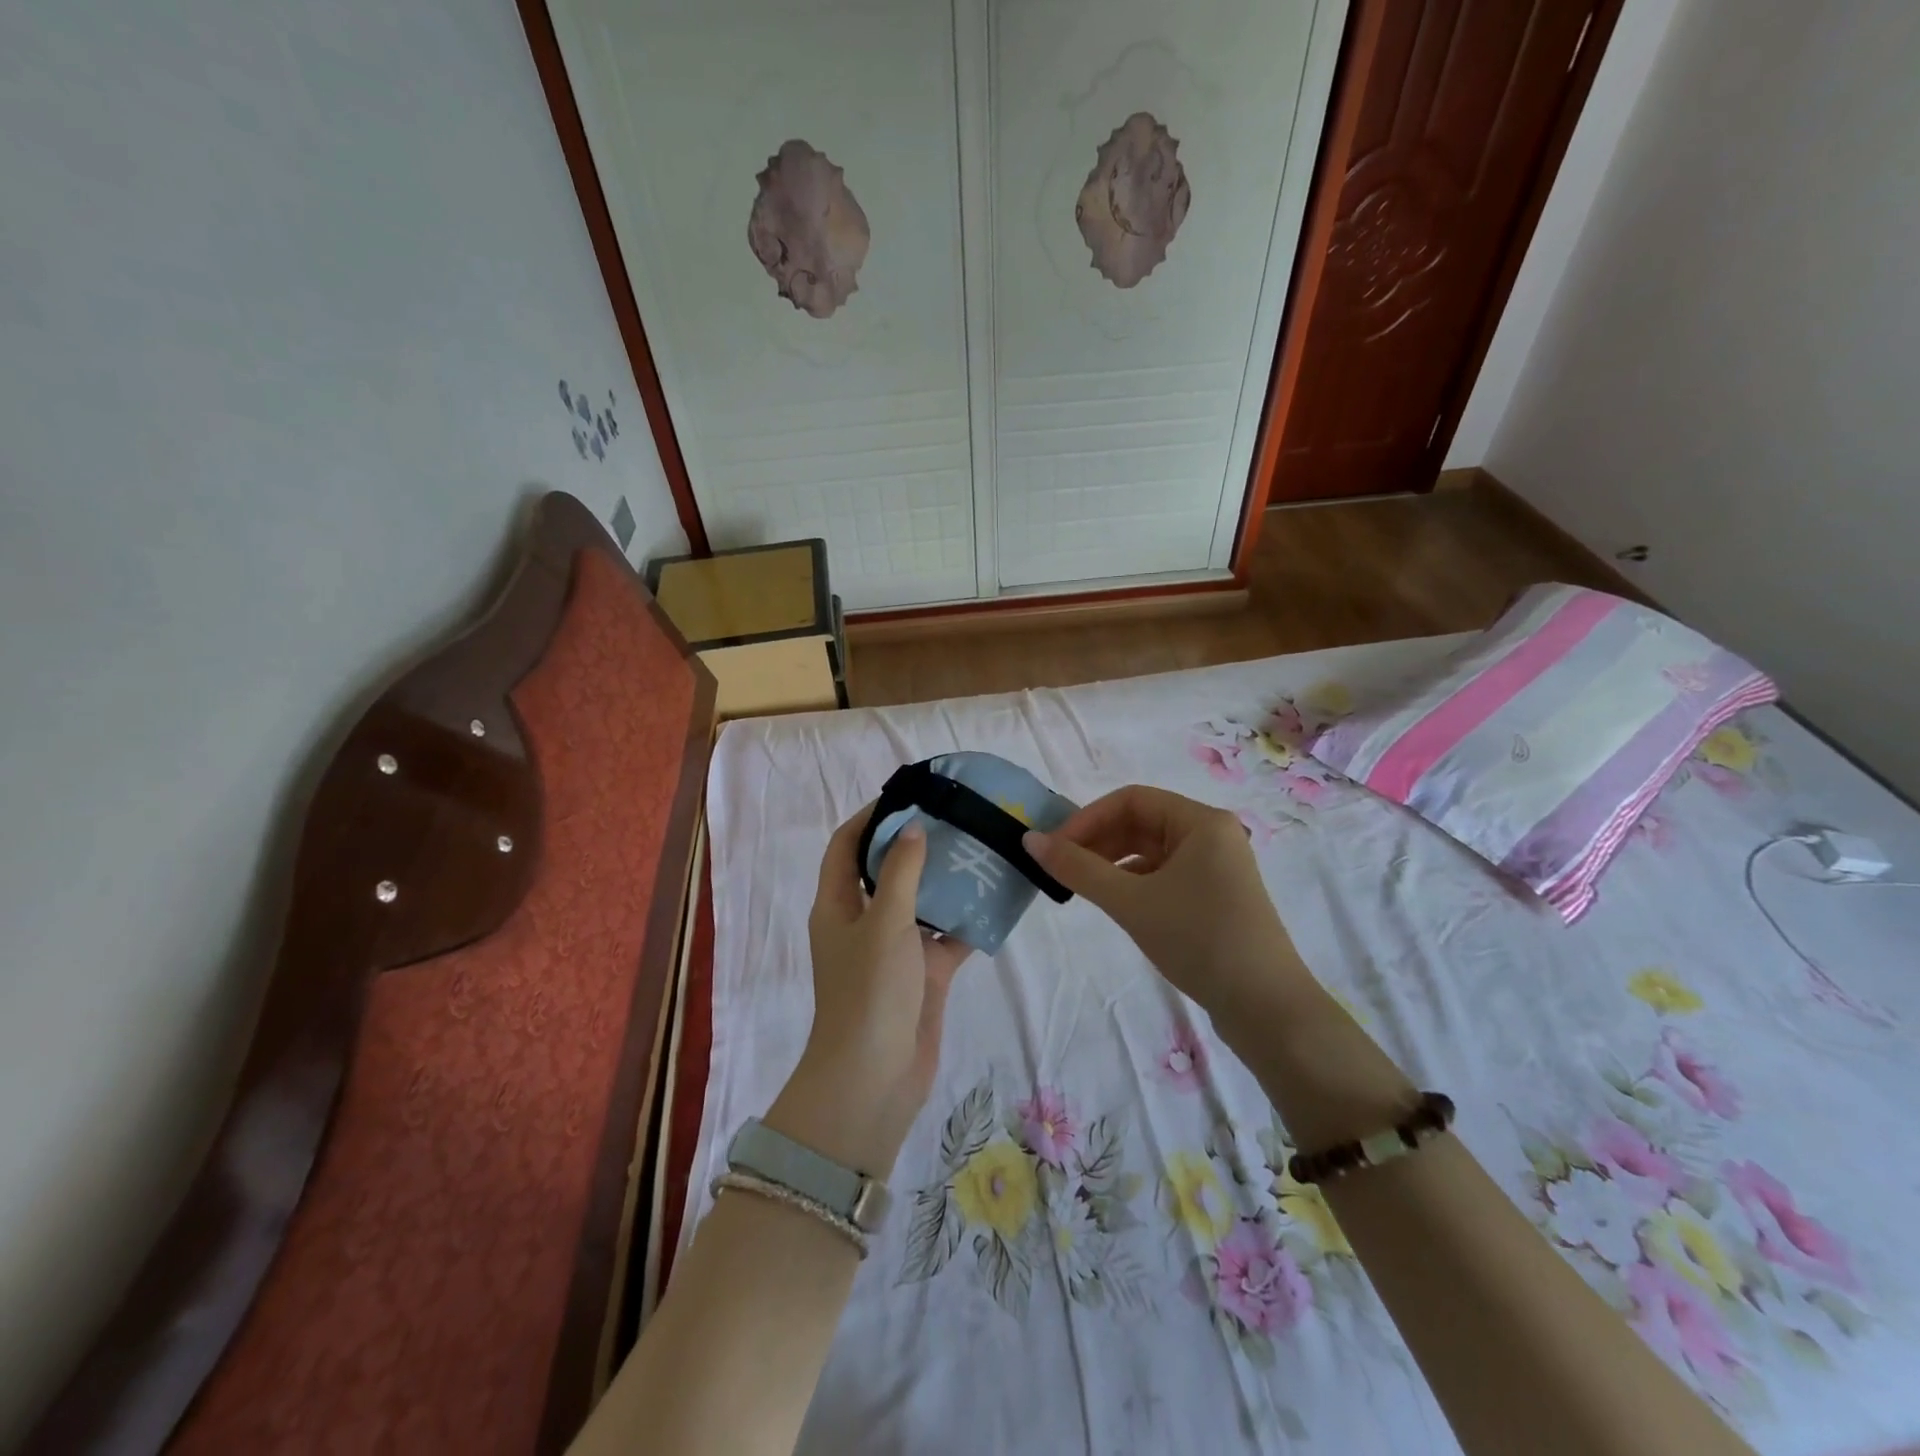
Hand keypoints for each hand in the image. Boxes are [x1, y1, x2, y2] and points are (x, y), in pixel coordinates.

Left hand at [766, 805, 972, 1176]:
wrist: (875, 1079)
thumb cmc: (869, 992)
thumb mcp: (884, 923)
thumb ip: (900, 873)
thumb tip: (912, 828)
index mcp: (837, 905)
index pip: (846, 846)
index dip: (870, 818)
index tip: (907, 795)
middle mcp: (863, 922)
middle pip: (885, 871)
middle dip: (914, 845)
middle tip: (953, 818)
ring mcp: (894, 950)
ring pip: (920, 903)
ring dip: (945, 881)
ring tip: (979, 849)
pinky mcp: (922, 975)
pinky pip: (946, 938)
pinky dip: (967, 922)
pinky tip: (996, 901)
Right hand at [1024, 785, 1319, 1022]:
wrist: (1267, 1009)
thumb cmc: (1199, 940)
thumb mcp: (1131, 902)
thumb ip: (1078, 869)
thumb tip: (1029, 840)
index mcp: (1201, 822)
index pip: (1131, 799)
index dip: (1087, 818)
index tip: (1053, 847)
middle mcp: (1212, 835)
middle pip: (1141, 822)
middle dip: (1097, 840)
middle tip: (1059, 868)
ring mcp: (1216, 867)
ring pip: (1151, 850)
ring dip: (1112, 862)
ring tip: (1079, 886)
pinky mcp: (1214, 897)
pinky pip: (1164, 874)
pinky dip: (1133, 882)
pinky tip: (1113, 902)